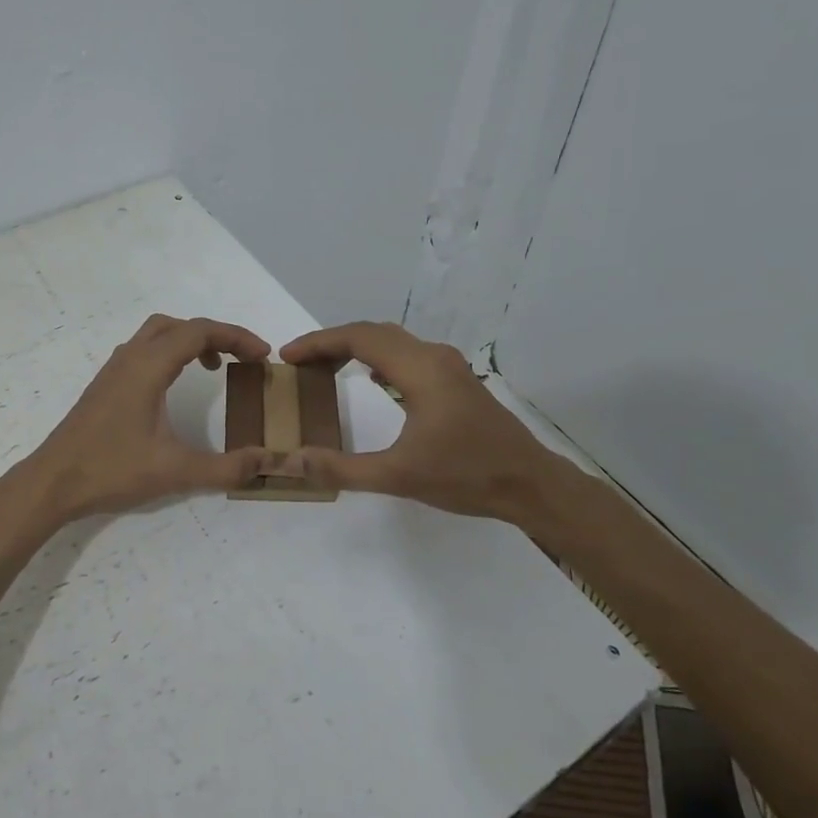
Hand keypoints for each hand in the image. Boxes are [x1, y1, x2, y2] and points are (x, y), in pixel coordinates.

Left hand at [18, 315, 276, 524]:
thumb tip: (266, 461)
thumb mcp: (175, 471)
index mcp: (148, 366)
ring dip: (189, 341)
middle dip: (216, 335)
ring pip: (157, 334)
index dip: (236, 337)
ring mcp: (114, 370)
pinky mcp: (105, 385)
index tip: (262, 355)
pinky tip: (174, 385)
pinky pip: (144, 350)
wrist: (52, 482)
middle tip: (242, 358)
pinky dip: (169, 353)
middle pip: (179, 325)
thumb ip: (224, 467)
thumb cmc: (111, 470)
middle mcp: (130, 358)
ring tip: (213, 368)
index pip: (199, 332)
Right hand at [280, 321, 568, 525]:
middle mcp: (434, 356)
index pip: (358, 338)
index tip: (287, 356)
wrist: (531, 484)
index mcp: (420, 369)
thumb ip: (342, 468)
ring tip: (324, 368)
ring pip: (392, 341)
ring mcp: (449, 366)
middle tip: (299, 363)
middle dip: (332, 342)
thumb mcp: (398, 477)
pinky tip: (369, 378)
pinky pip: (407, 354)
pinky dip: (378, 357)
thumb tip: (292, 460)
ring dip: (355, 348)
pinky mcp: (456, 379)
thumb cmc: (466, 476)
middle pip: (373, 333)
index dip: (318, 343)